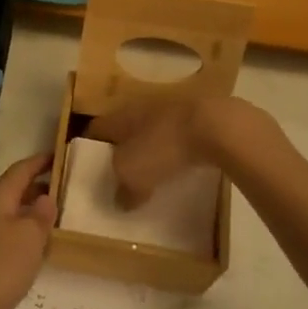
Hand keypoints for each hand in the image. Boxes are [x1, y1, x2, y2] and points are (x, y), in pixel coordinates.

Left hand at [0, 153, 56, 308]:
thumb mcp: (29, 238)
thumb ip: (40, 215)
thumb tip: (45, 197)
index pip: (21, 169)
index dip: (40, 161)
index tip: (59, 154)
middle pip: (14, 190)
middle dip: (38, 187)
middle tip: (66, 189)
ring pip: (10, 214)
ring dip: (31, 213)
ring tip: (57, 219)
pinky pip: (6, 236)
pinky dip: (23, 235)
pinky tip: (36, 250)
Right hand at [86, 96, 242, 203]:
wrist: (217, 126)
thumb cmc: (164, 146)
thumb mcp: (132, 174)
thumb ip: (123, 189)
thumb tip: (121, 200)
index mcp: (120, 116)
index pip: (96, 129)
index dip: (89, 148)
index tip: (90, 168)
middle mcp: (142, 108)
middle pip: (125, 130)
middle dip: (122, 150)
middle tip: (121, 175)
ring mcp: (172, 110)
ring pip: (154, 132)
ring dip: (152, 150)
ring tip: (153, 174)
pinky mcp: (199, 118)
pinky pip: (179, 137)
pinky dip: (177, 152)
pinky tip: (182, 168)